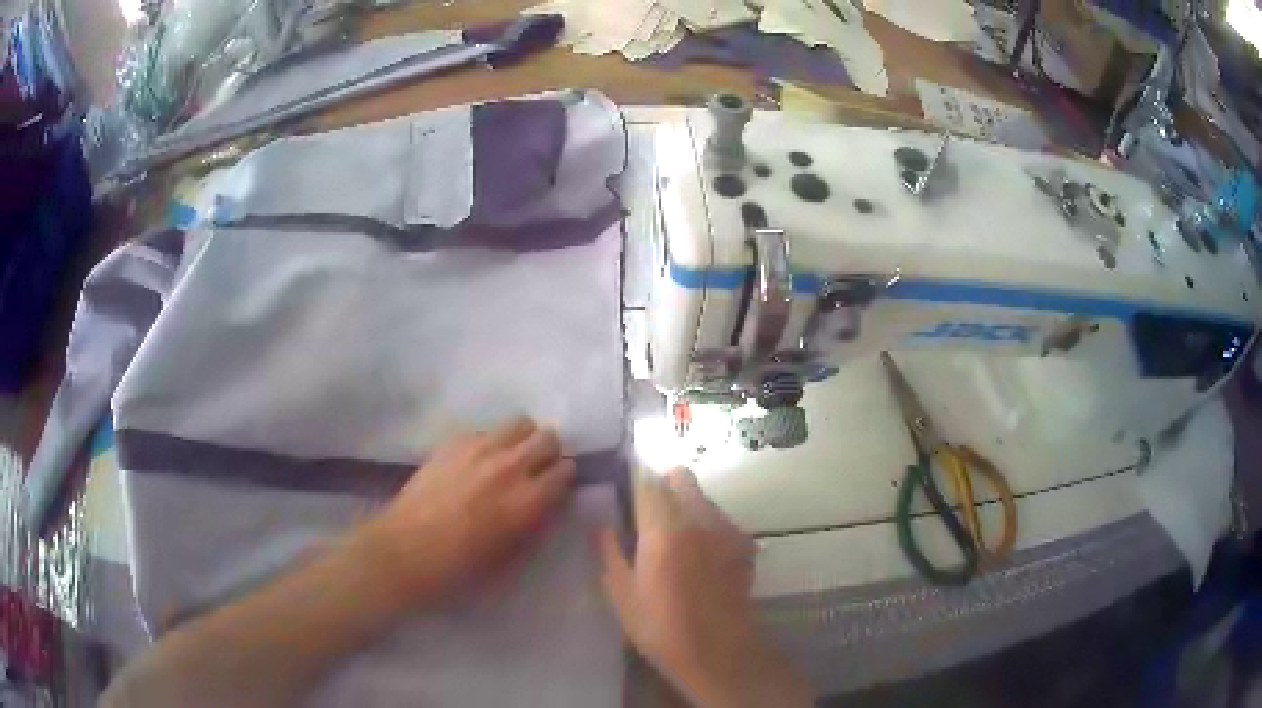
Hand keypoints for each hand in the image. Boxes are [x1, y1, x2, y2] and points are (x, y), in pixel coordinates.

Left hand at [357, 418, 575, 607]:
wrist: (405, 552)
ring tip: (508, 461)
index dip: (564, 480)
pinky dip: (491, 442)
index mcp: (528, 501)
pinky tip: (476, 464)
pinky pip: (486, 430)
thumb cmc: (460, 569)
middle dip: (548, 453)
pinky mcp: (453, 443)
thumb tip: (547, 505)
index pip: (566, 470)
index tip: (556, 490)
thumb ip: (535, 525)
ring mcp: (479, 449)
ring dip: (522, 440)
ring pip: (520, 423)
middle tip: (536, 472)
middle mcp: (509, 467)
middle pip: (548, 437)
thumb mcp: (511, 559)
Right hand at [597, 468, 811, 707]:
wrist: (718, 651)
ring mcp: (726, 529)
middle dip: (662, 485)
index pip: (647, 480)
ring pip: (702, 497)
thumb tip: (600, 524)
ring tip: (675, 540)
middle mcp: (698, 518)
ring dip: (686, 505)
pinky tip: (700, 557)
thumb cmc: (660, 627)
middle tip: (647, 514)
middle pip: (681, 477)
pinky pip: (721, 520)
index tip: (622, 484)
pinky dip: (707, 526)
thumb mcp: (622, 594)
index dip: (633, 475)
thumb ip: (609, 551)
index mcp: (663, 528)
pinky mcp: (744, 544)